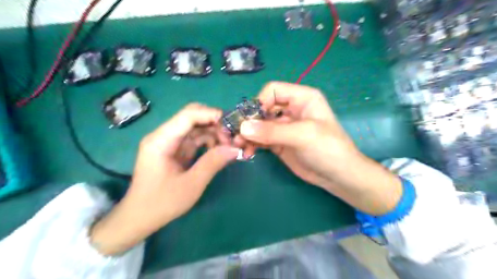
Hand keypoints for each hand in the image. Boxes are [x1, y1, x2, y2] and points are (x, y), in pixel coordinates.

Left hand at [90, 103, 238, 254]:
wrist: (139, 218)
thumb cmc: (162, 203)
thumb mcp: (191, 185)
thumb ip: (213, 163)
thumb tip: (235, 148)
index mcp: (161, 140)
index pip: (188, 115)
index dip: (212, 115)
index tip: (232, 125)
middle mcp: (164, 136)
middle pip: (193, 117)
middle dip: (215, 124)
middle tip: (232, 138)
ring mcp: (169, 142)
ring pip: (196, 127)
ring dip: (214, 133)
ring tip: (228, 146)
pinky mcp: (175, 150)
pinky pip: (195, 139)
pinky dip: (209, 142)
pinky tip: (218, 151)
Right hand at [239, 82, 400, 216]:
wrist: (338, 176)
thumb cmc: (328, 149)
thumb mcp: (302, 136)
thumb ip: (272, 131)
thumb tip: (243, 127)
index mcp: (301, 98)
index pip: (273, 91)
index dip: (260, 102)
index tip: (251, 120)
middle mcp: (291, 110)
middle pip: (263, 108)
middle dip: (249, 121)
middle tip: (237, 135)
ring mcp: (284, 127)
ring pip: (259, 125)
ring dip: (248, 134)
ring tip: (240, 146)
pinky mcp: (279, 143)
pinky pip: (261, 139)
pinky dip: (252, 144)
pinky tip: (248, 152)